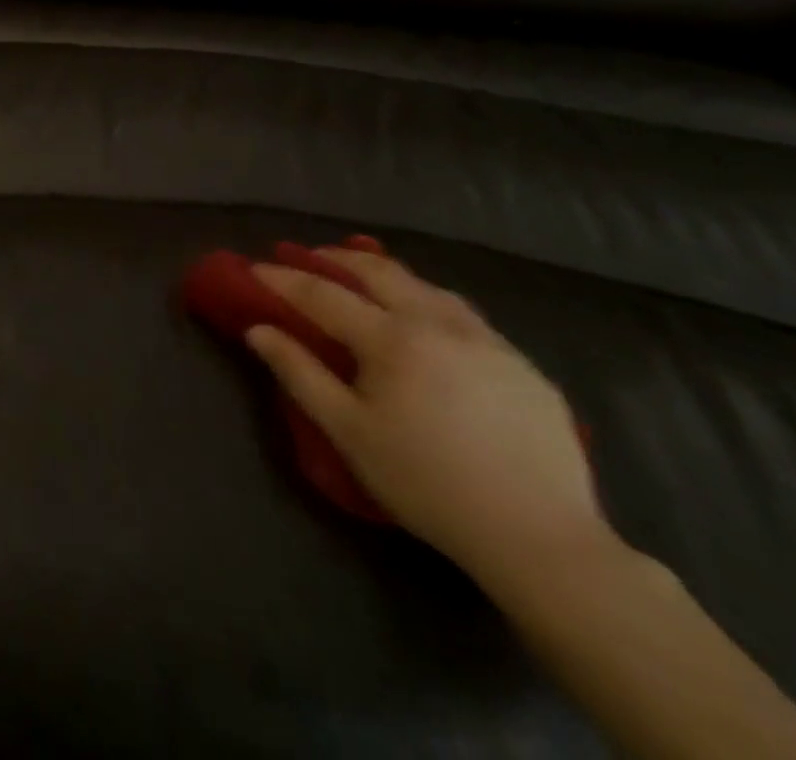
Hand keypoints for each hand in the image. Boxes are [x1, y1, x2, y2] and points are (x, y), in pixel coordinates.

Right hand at [247, 247, 606, 585]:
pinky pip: (463, 314)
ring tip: (363, 278)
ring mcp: (487, 339)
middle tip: (306, 256)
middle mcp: (438, 323)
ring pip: (425, 286)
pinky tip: (425, 320)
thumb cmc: (426, 484)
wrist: (540, 539)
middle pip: (378, 271)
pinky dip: (428, 301)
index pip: (323, 294)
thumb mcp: (348, 433)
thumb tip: (258, 329)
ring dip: (385, 275)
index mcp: (392, 339)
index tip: (254, 268)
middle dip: (335, 258)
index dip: (284, 280)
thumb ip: (299, 373)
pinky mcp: (522, 363)